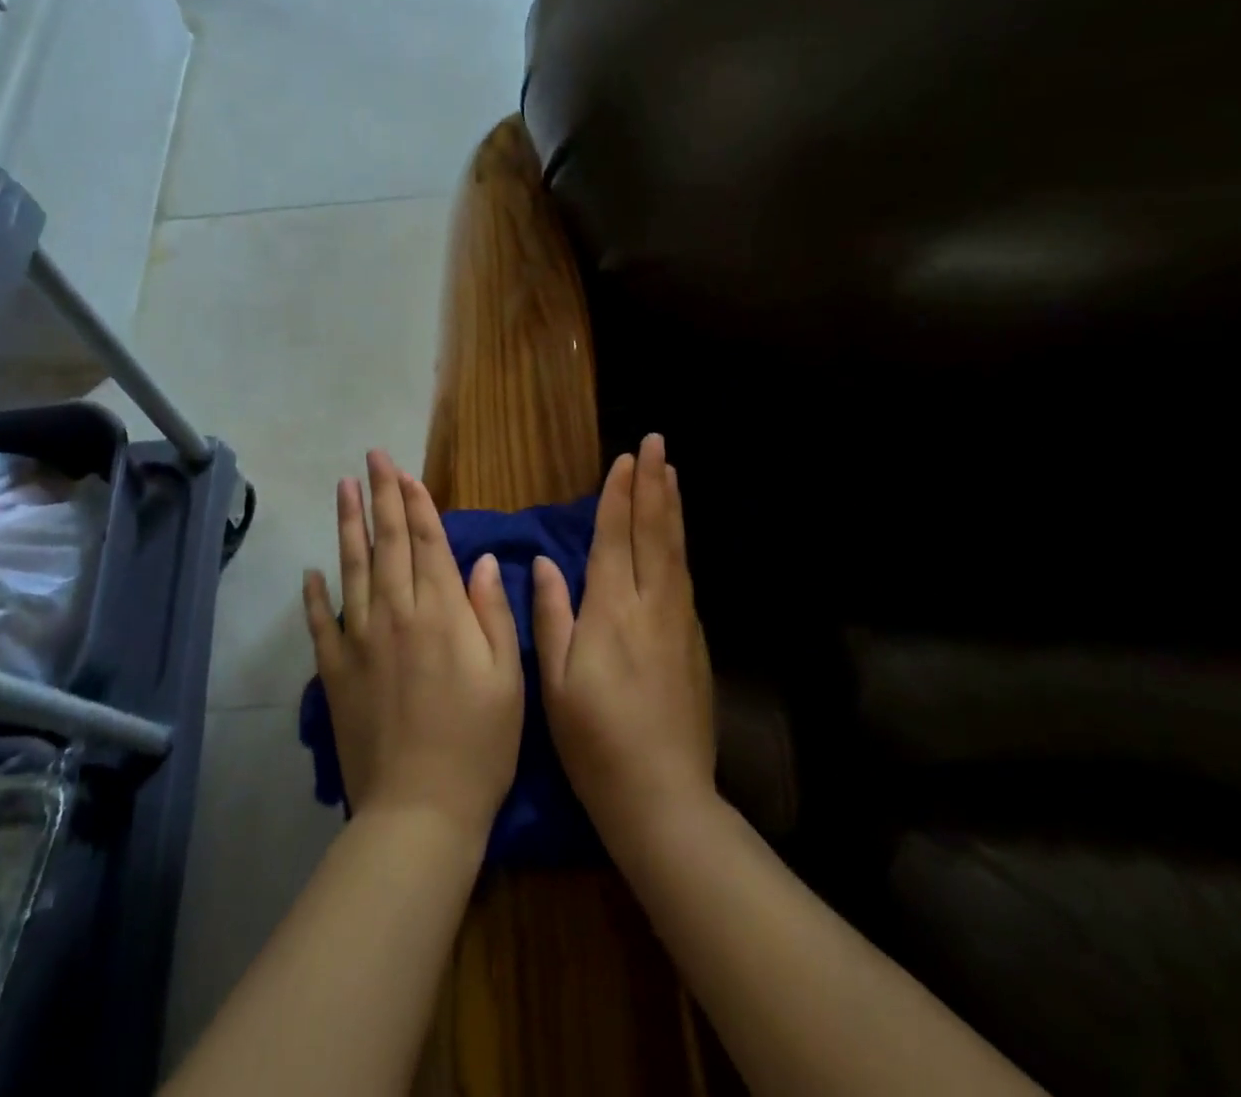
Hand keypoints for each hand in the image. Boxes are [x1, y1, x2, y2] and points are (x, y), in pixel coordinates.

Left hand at [303, 450, 523, 841]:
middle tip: (371, 457)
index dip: (416, 504)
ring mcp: (359, 641)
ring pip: (352, 569)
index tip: (404, 472)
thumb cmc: (478, 744)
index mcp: (441, 613)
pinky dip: (313, 596)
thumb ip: (493, 613)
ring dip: (348, 525)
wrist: (420, 811)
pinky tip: (310, 571)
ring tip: (343, 488)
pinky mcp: (335, 673)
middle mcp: (396, 615)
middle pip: (386, 543)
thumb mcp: (508, 678)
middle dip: (381, 496)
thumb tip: (481, 561)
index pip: (426, 542)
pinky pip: (320, 624)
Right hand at [534, 434, 713, 848]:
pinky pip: (684, 576)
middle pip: (652, 532)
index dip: (618, 496)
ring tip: (671, 473)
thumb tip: (547, 563)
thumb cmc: (595, 741)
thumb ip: (552, 616)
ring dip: (671, 507)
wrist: (663, 797)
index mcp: (611, 611)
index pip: (614, 538)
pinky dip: (679, 544)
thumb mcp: (556, 682)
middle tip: (656, 444)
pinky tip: (676, 535)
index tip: (624, 460)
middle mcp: (650, 605)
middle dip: (652, 485)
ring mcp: (679, 622)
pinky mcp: (694, 641)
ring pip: (675, 550)